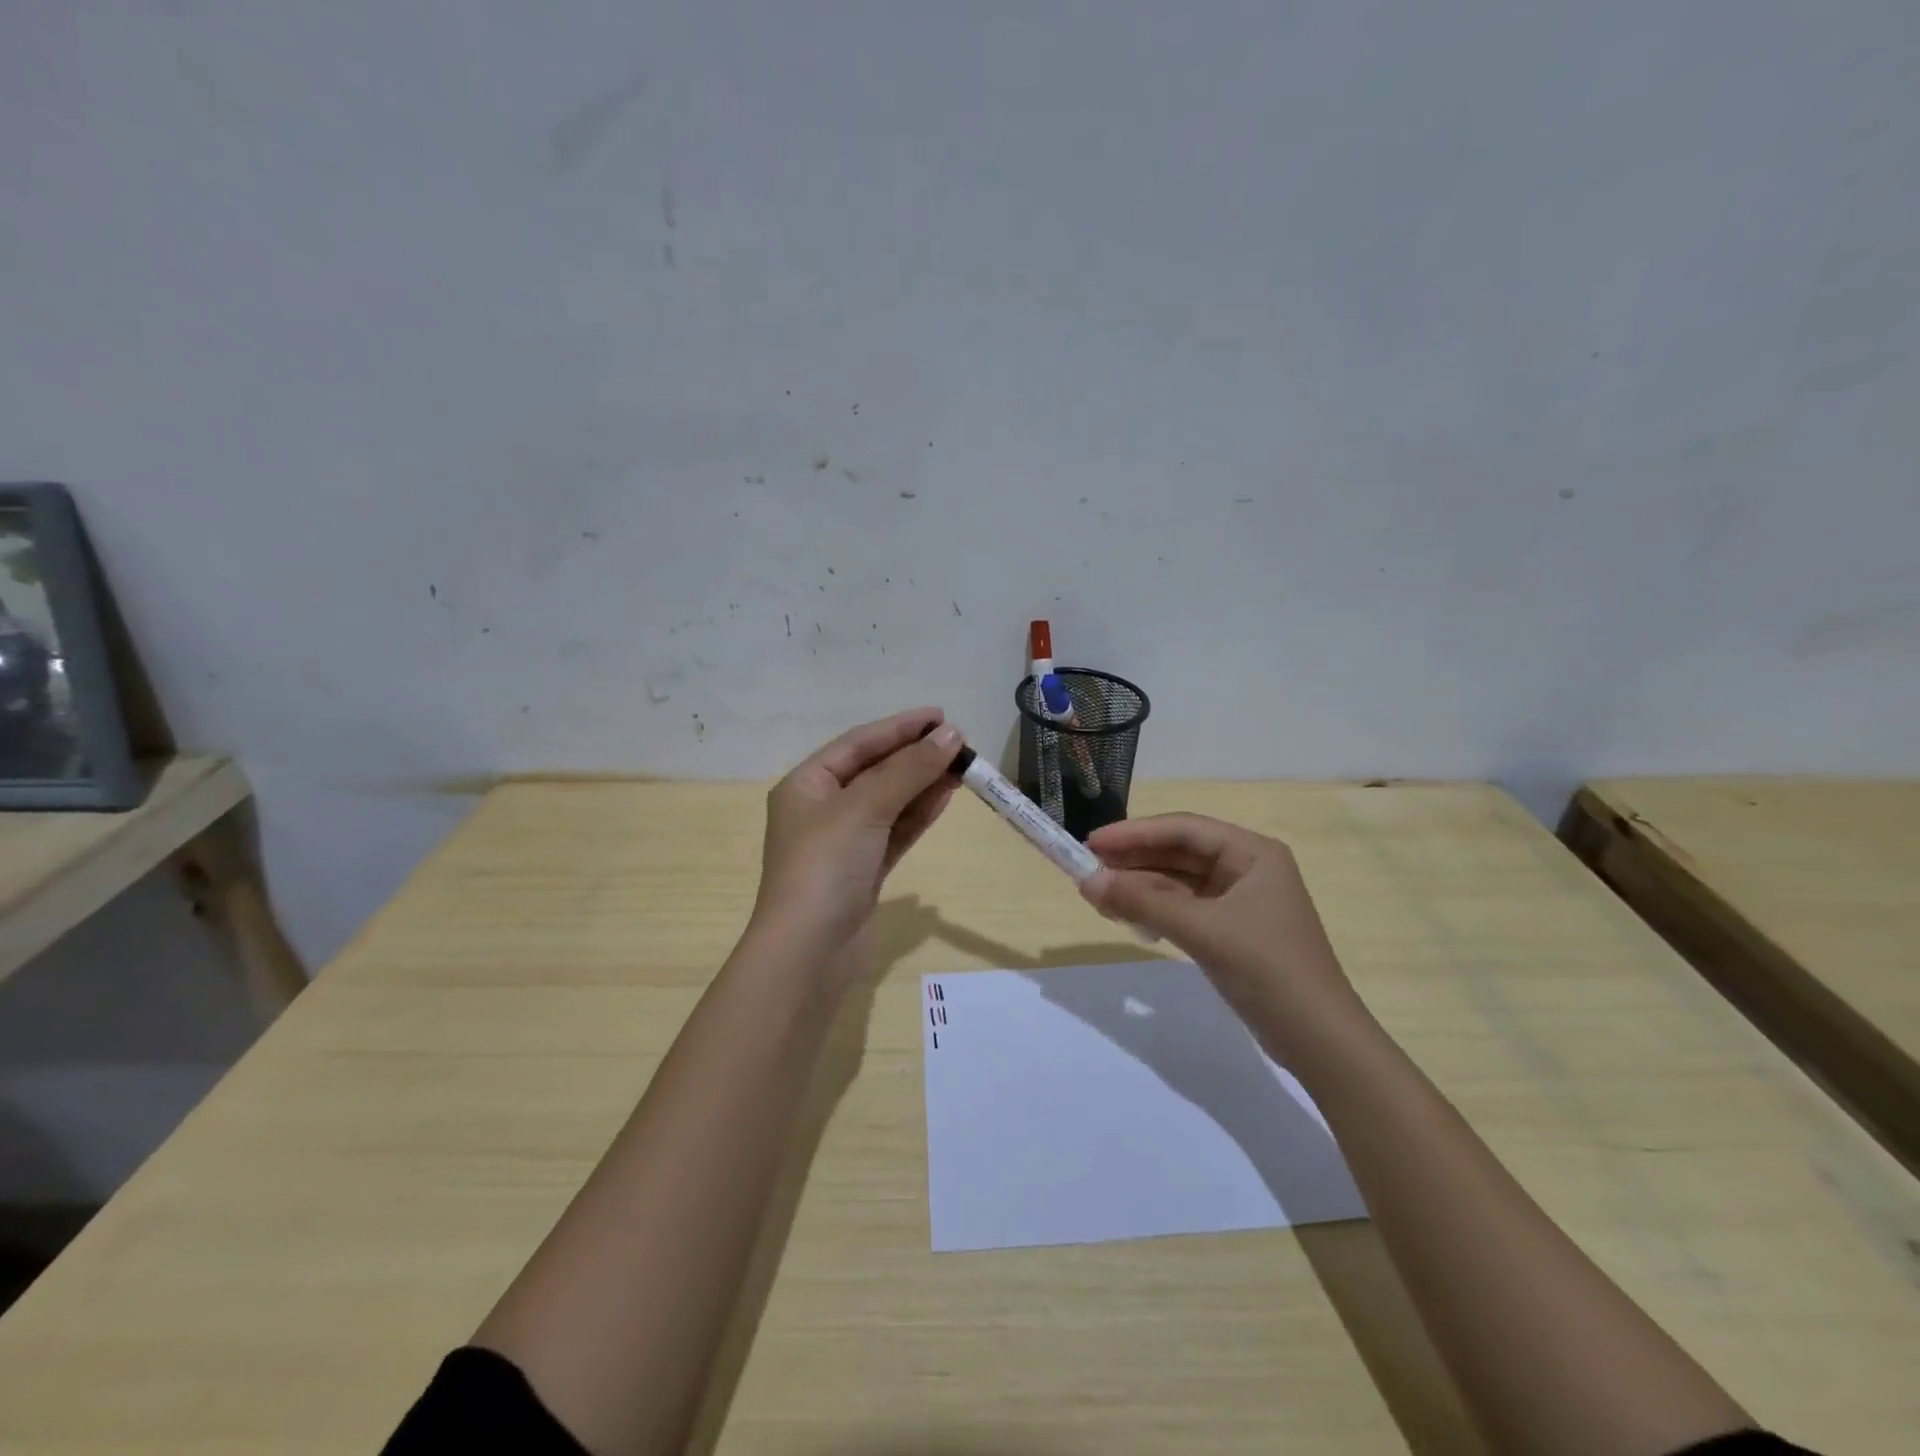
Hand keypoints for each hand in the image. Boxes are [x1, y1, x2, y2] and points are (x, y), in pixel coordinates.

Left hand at [750, 708, 964, 967]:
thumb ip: (908, 770)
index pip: (858, 744)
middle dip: (915, 755)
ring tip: (962, 765)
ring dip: (923, 782)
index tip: (941, 716)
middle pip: (876, 770)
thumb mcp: (864, 808)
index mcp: (806, 785)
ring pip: (890, 801)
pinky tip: (946, 795)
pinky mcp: (865, 869)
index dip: (900, 727)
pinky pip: (896, 829)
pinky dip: (919, 812)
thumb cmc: (824, 867)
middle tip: (959, 742)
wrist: (808, 953)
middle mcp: (822, 808)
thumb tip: (951, 735)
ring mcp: (845, 841)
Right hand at [1079, 813, 1365, 1061]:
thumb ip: (1142, 902)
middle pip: (1180, 852)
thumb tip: (1086, 882)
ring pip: (1179, 881)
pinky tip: (1126, 914)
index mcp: (1252, 853)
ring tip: (1097, 892)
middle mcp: (1247, 868)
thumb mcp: (1202, 930)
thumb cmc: (1267, 968)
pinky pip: (1184, 907)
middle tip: (1087, 867)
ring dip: (1141, 886)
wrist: (1319, 1040)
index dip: (1135, 833)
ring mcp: (1240, 901)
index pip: (1184, 829)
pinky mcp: (1231, 930)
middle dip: (1134, 860)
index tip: (1092, 842)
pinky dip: (1155, 909)